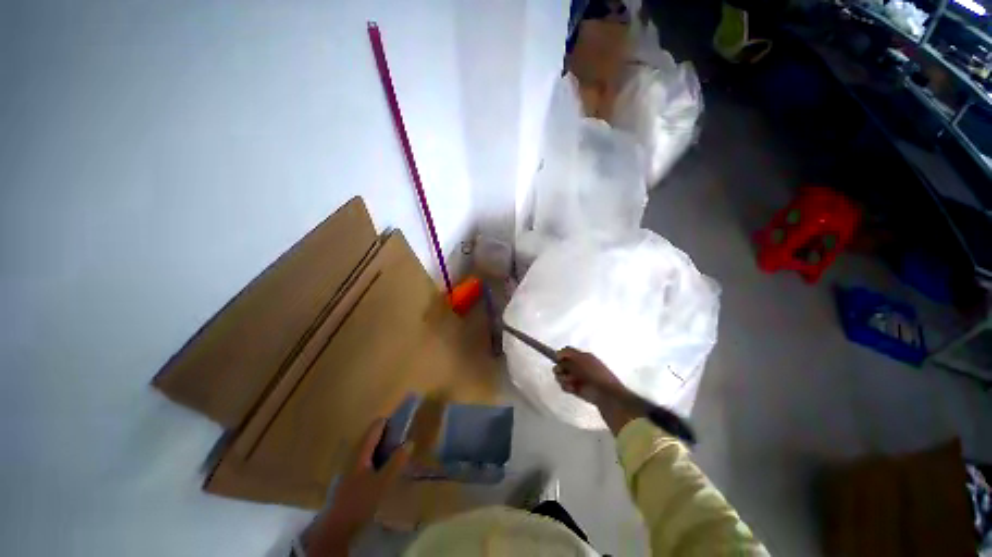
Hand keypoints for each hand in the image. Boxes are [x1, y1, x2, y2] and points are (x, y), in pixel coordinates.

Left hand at [303, 418, 412, 554]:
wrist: (336, 527)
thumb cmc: (360, 501)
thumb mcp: (382, 482)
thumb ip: (396, 462)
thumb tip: (410, 441)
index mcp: (361, 451)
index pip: (376, 426)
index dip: (390, 420)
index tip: (404, 419)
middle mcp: (354, 454)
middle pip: (372, 436)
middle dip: (388, 433)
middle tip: (404, 435)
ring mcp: (350, 465)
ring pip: (369, 448)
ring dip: (383, 446)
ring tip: (397, 449)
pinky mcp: (349, 477)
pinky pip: (366, 459)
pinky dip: (377, 457)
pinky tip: (384, 467)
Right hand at [553, 347, 625, 404]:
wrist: (607, 395)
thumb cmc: (595, 374)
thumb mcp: (581, 360)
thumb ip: (568, 355)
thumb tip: (557, 355)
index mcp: (583, 357)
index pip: (567, 352)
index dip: (560, 355)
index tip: (557, 359)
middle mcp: (579, 366)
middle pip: (561, 364)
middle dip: (560, 368)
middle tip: (563, 372)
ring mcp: (577, 378)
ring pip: (561, 375)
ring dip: (563, 378)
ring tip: (571, 382)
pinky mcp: (576, 390)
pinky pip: (564, 385)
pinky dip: (566, 386)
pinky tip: (572, 389)